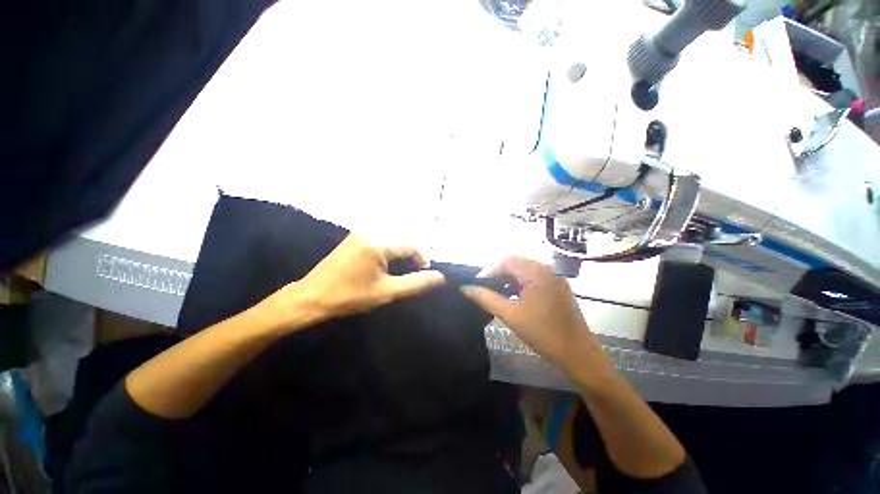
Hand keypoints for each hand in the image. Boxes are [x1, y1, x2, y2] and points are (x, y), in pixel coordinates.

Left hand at [264, 234, 445, 331]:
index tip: (425, 273)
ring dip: (401, 252)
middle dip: (412, 255)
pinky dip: (389, 249)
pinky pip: (380, 238)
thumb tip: (440, 277)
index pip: (411, 245)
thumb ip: (415, 283)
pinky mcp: (354, 236)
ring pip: (392, 238)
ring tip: (402, 269)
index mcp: (378, 243)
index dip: (422, 258)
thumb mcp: (386, 292)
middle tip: (414, 273)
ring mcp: (360, 232)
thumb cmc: (350, 296)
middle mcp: (370, 231)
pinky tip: (386, 263)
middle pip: (402, 239)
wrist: (312, 296)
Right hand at [461, 256, 599, 371]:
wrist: (578, 355)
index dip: (489, 270)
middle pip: (516, 263)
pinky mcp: (558, 287)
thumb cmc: (543, 333)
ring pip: (525, 271)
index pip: (506, 261)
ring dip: (509, 279)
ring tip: (496, 293)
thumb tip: (466, 288)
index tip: (477, 285)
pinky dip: (521, 284)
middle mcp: (547, 269)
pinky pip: (534, 278)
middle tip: (485, 289)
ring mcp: (555, 278)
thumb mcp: (510, 315)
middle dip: (498, 274)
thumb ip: (486, 298)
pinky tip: (513, 297)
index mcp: (537, 272)